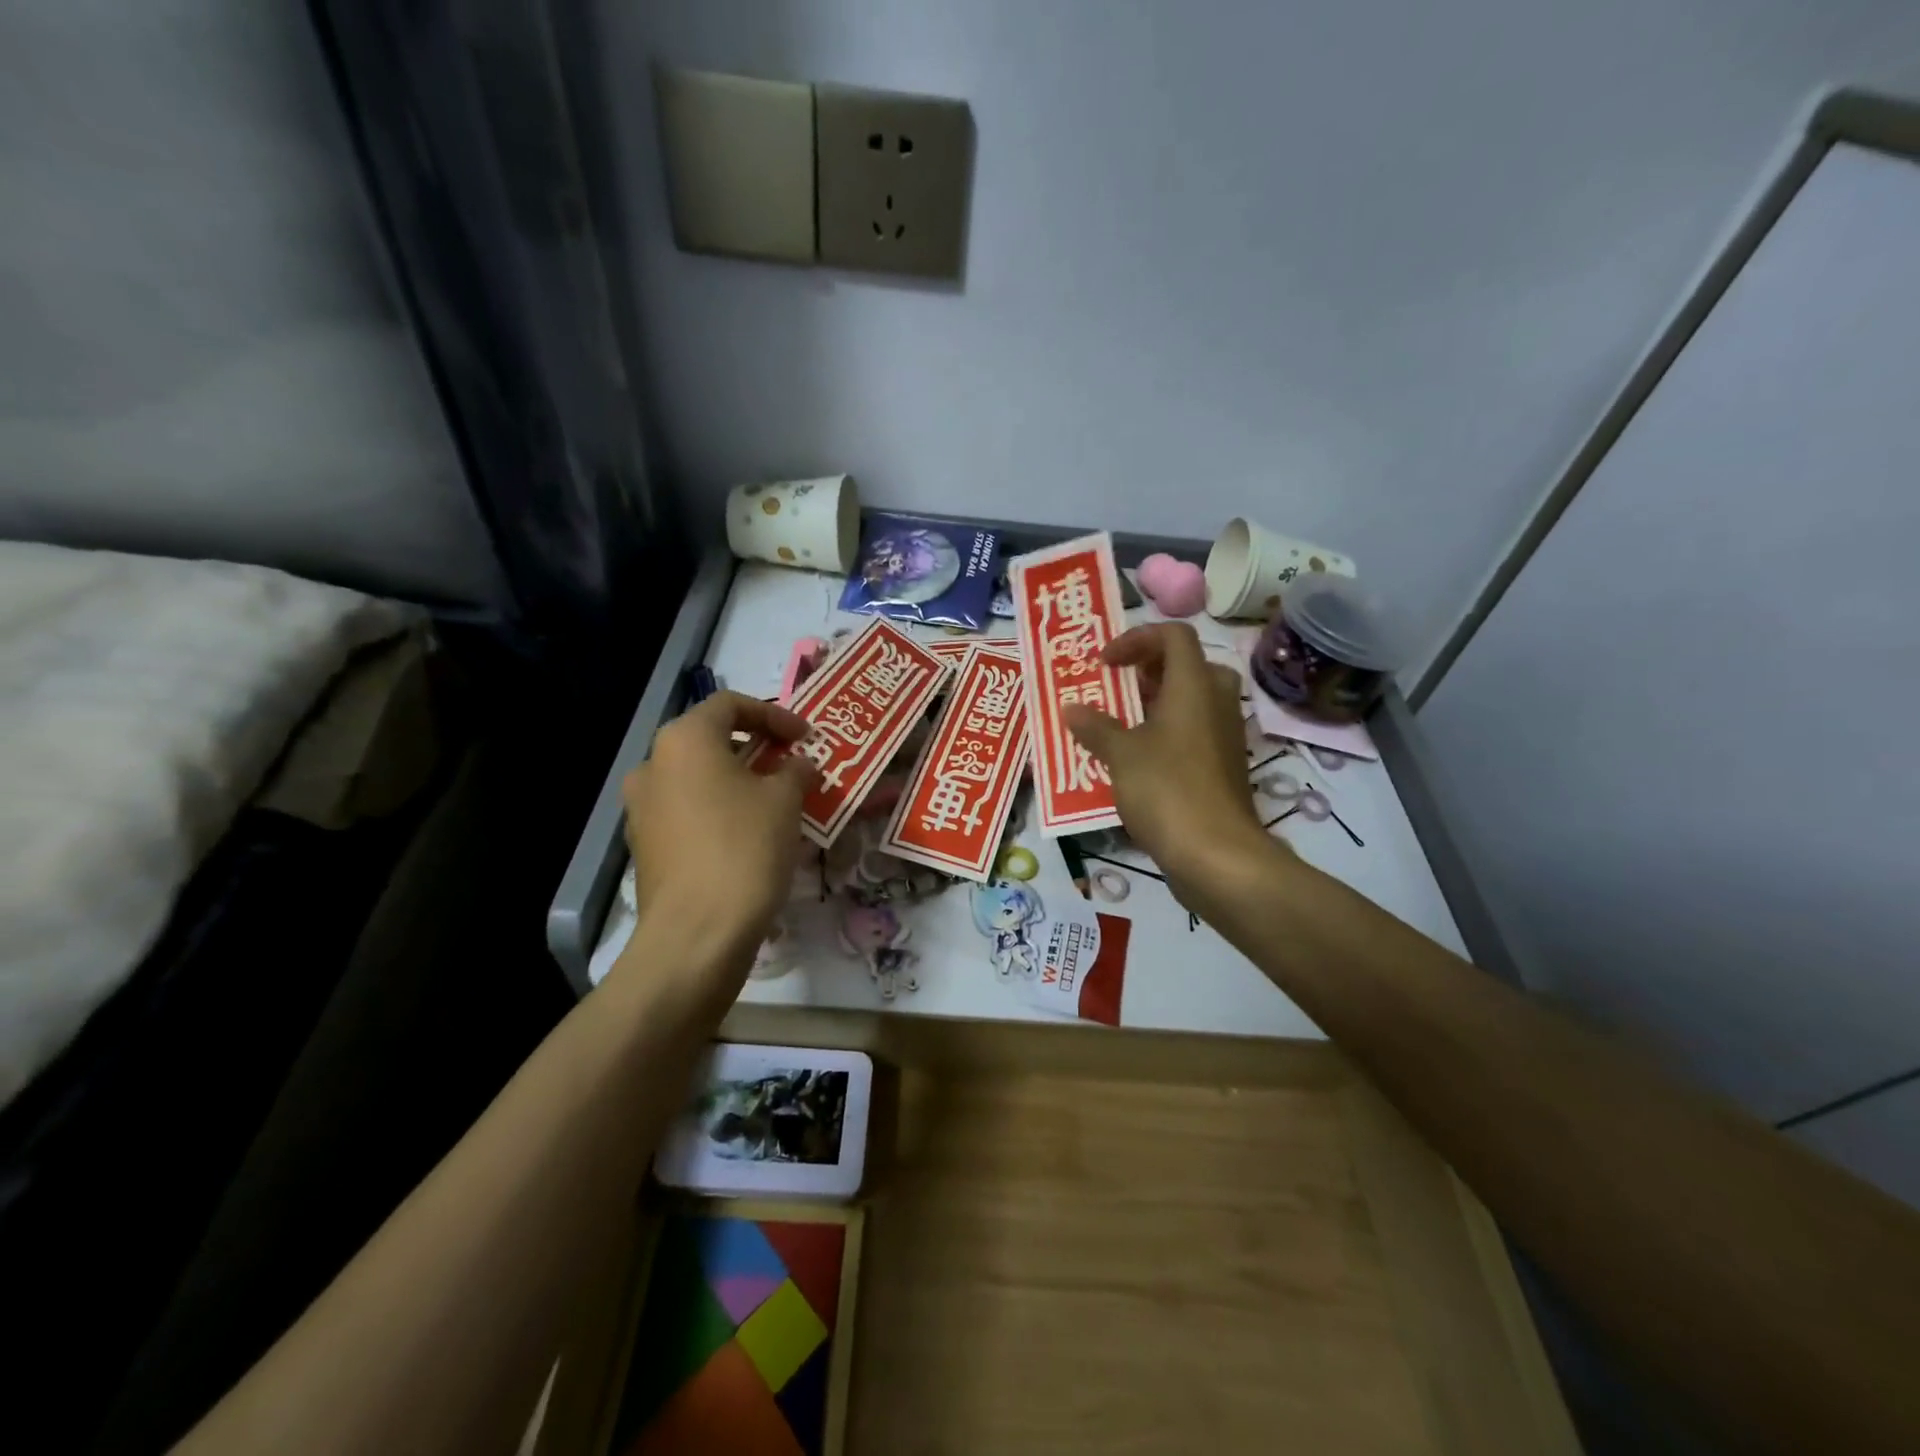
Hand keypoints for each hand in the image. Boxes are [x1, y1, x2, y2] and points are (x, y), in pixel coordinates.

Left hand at [619, 692, 817, 988]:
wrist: (696, 933)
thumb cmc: (745, 849)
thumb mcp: (785, 800)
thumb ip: (795, 770)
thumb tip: (798, 765)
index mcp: (684, 740)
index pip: (730, 704)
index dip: (773, 714)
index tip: (805, 736)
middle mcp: (653, 765)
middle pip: (710, 740)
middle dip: (756, 748)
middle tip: (792, 765)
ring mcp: (642, 808)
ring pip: (698, 778)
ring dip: (738, 781)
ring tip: (776, 802)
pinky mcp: (645, 846)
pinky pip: (688, 812)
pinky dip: (719, 810)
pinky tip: (749, 835)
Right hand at [1061, 623, 1279, 906]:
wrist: (1216, 853)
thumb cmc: (1167, 790)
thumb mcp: (1121, 755)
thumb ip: (1095, 727)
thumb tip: (1071, 709)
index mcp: (1194, 685)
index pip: (1174, 635)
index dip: (1137, 639)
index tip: (1106, 664)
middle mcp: (1215, 702)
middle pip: (1186, 665)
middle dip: (1146, 671)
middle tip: (1115, 689)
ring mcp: (1223, 735)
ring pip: (1190, 701)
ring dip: (1153, 704)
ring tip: (1116, 725)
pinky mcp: (1222, 766)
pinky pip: (1193, 732)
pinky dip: (1165, 733)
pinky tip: (1134, 761)